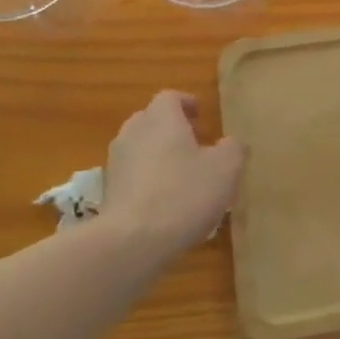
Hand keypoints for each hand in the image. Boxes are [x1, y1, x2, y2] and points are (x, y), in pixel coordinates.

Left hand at [104, 91, 243, 257]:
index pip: (170, 97)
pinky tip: (164, 202)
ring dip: (157, 155)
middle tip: (194, 144)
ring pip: (139, 148)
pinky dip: (146, 180)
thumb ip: (232, 148)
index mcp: (161, 119)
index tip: (200, 115)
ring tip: (181, 175)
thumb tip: (230, 143)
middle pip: (150, 120)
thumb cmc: (184, 193)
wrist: (132, 241)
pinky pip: (131, 175)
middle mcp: (133, 133)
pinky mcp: (108, 193)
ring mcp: (115, 163)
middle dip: (171, 128)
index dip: (186, 103)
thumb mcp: (225, 168)